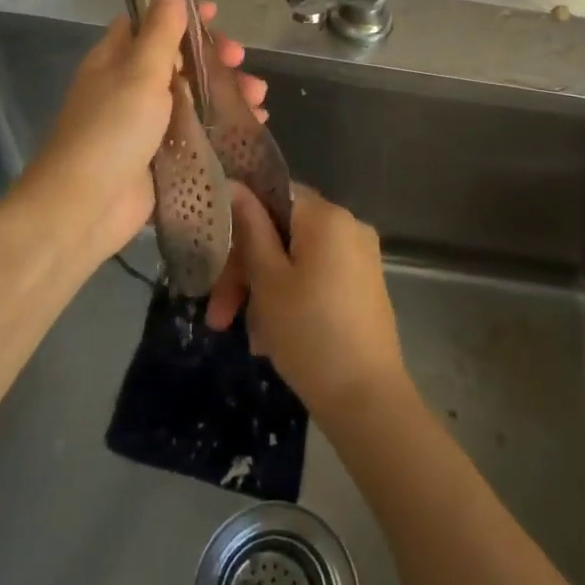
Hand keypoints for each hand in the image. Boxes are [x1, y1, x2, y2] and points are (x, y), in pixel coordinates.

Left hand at [17, 0, 266, 265]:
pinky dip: (223, 125)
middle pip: (179, 60)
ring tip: (259, 99)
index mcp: (116, 58)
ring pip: (193, 97)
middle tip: (242, 62)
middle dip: (215, 59)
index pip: (152, 23)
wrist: (84, 208)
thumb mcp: (140, 71)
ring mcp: (145, 123)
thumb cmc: (111, 130)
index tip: (216, 15)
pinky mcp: (160, 156)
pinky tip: (251, 125)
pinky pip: (197, 131)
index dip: (183, 15)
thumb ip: (160, 26)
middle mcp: (129, 86)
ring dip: (226, 92)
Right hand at [207, 182, 407, 422]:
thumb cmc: (309, 333)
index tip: (215, 258)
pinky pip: (317, 279)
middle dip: (247, 271)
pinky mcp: (364, 287)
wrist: (368, 400)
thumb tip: (235, 185)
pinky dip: (292, 299)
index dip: (239, 222)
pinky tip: (272, 340)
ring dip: (265, 292)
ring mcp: (361, 258)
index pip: (273, 195)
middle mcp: (349, 227)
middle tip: (219, 316)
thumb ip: (250, 229)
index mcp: (327, 216)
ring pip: (297, 261)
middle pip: (283, 233)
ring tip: (250, 339)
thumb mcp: (268, 281)